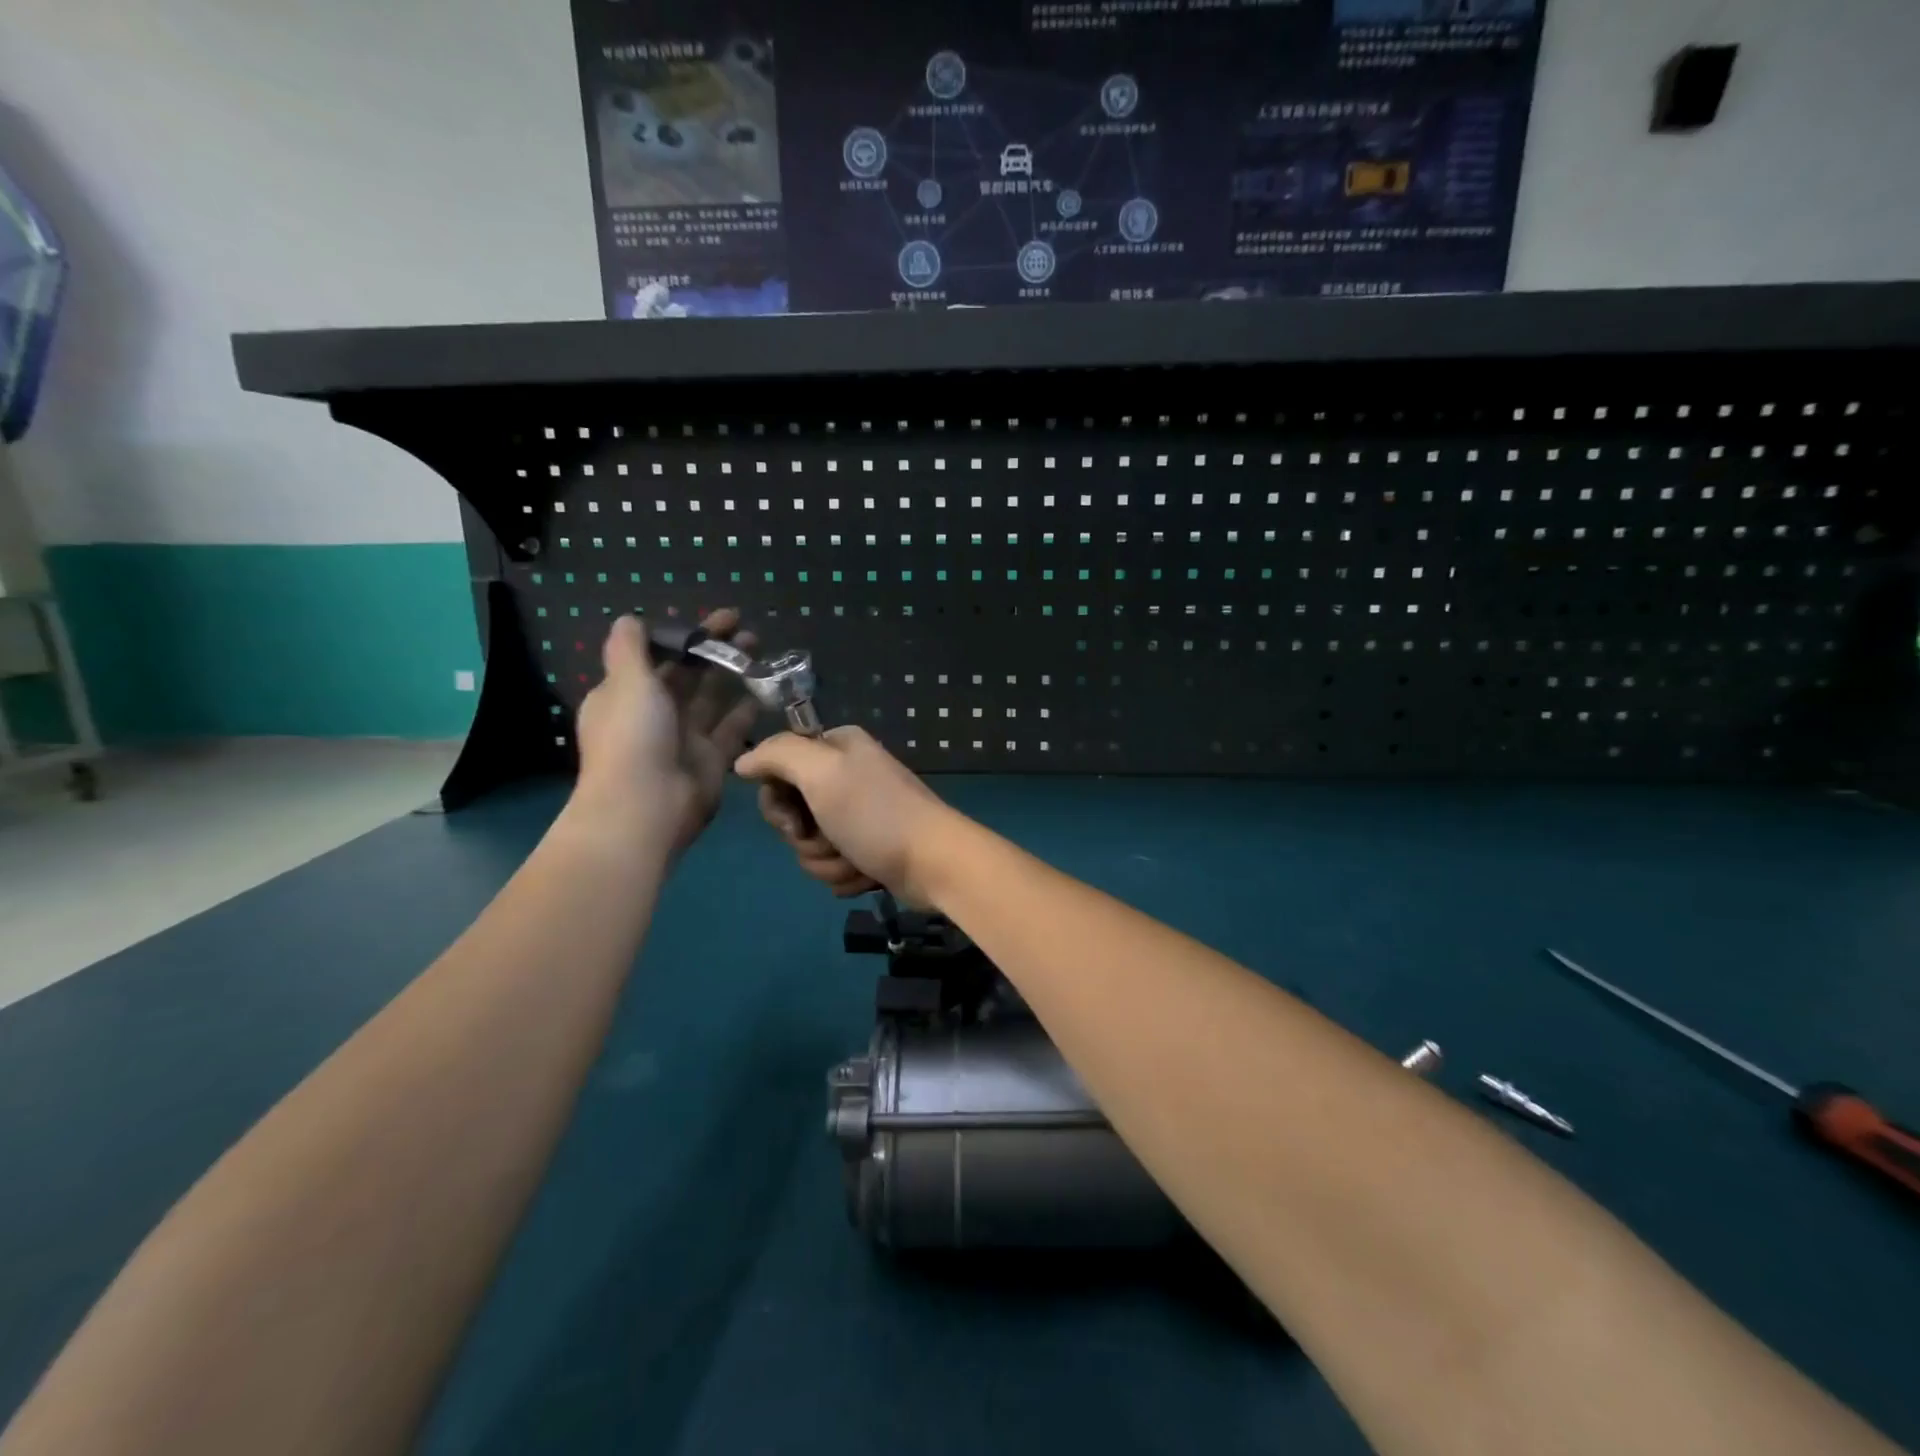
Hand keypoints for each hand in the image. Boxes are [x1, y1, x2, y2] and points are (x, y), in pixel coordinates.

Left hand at [571, 609, 758, 853]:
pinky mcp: (711, 760)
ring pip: (712, 698)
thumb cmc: (632, 737)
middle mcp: (654, 715)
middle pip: (688, 675)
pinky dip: (746, 709)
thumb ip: (630, 648)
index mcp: (625, 695)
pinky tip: (766, 689)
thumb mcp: (626, 682)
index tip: (714, 620)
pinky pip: (731, 728)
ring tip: (760, 650)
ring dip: (733, 673)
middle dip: (714, 651)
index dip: (683, 636)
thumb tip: (629, 618)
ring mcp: (684, 739)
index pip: (656, 657)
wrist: (646, 807)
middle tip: (747, 629)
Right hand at [734, 727, 959, 903]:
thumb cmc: (876, 814)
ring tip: (857, 861)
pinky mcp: (867, 850)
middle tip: (832, 840)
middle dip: (807, 839)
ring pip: (809, 846)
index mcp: (836, 748)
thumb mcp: (822, 772)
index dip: (778, 802)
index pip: (777, 770)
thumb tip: (742, 762)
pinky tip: (868, 874)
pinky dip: (847, 876)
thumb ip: (777, 755)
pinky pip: (832, 866)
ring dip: (829, 863)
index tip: (794, 818)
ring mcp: (857, 816)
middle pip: (791, 814)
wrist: (934, 863)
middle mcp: (846, 776)